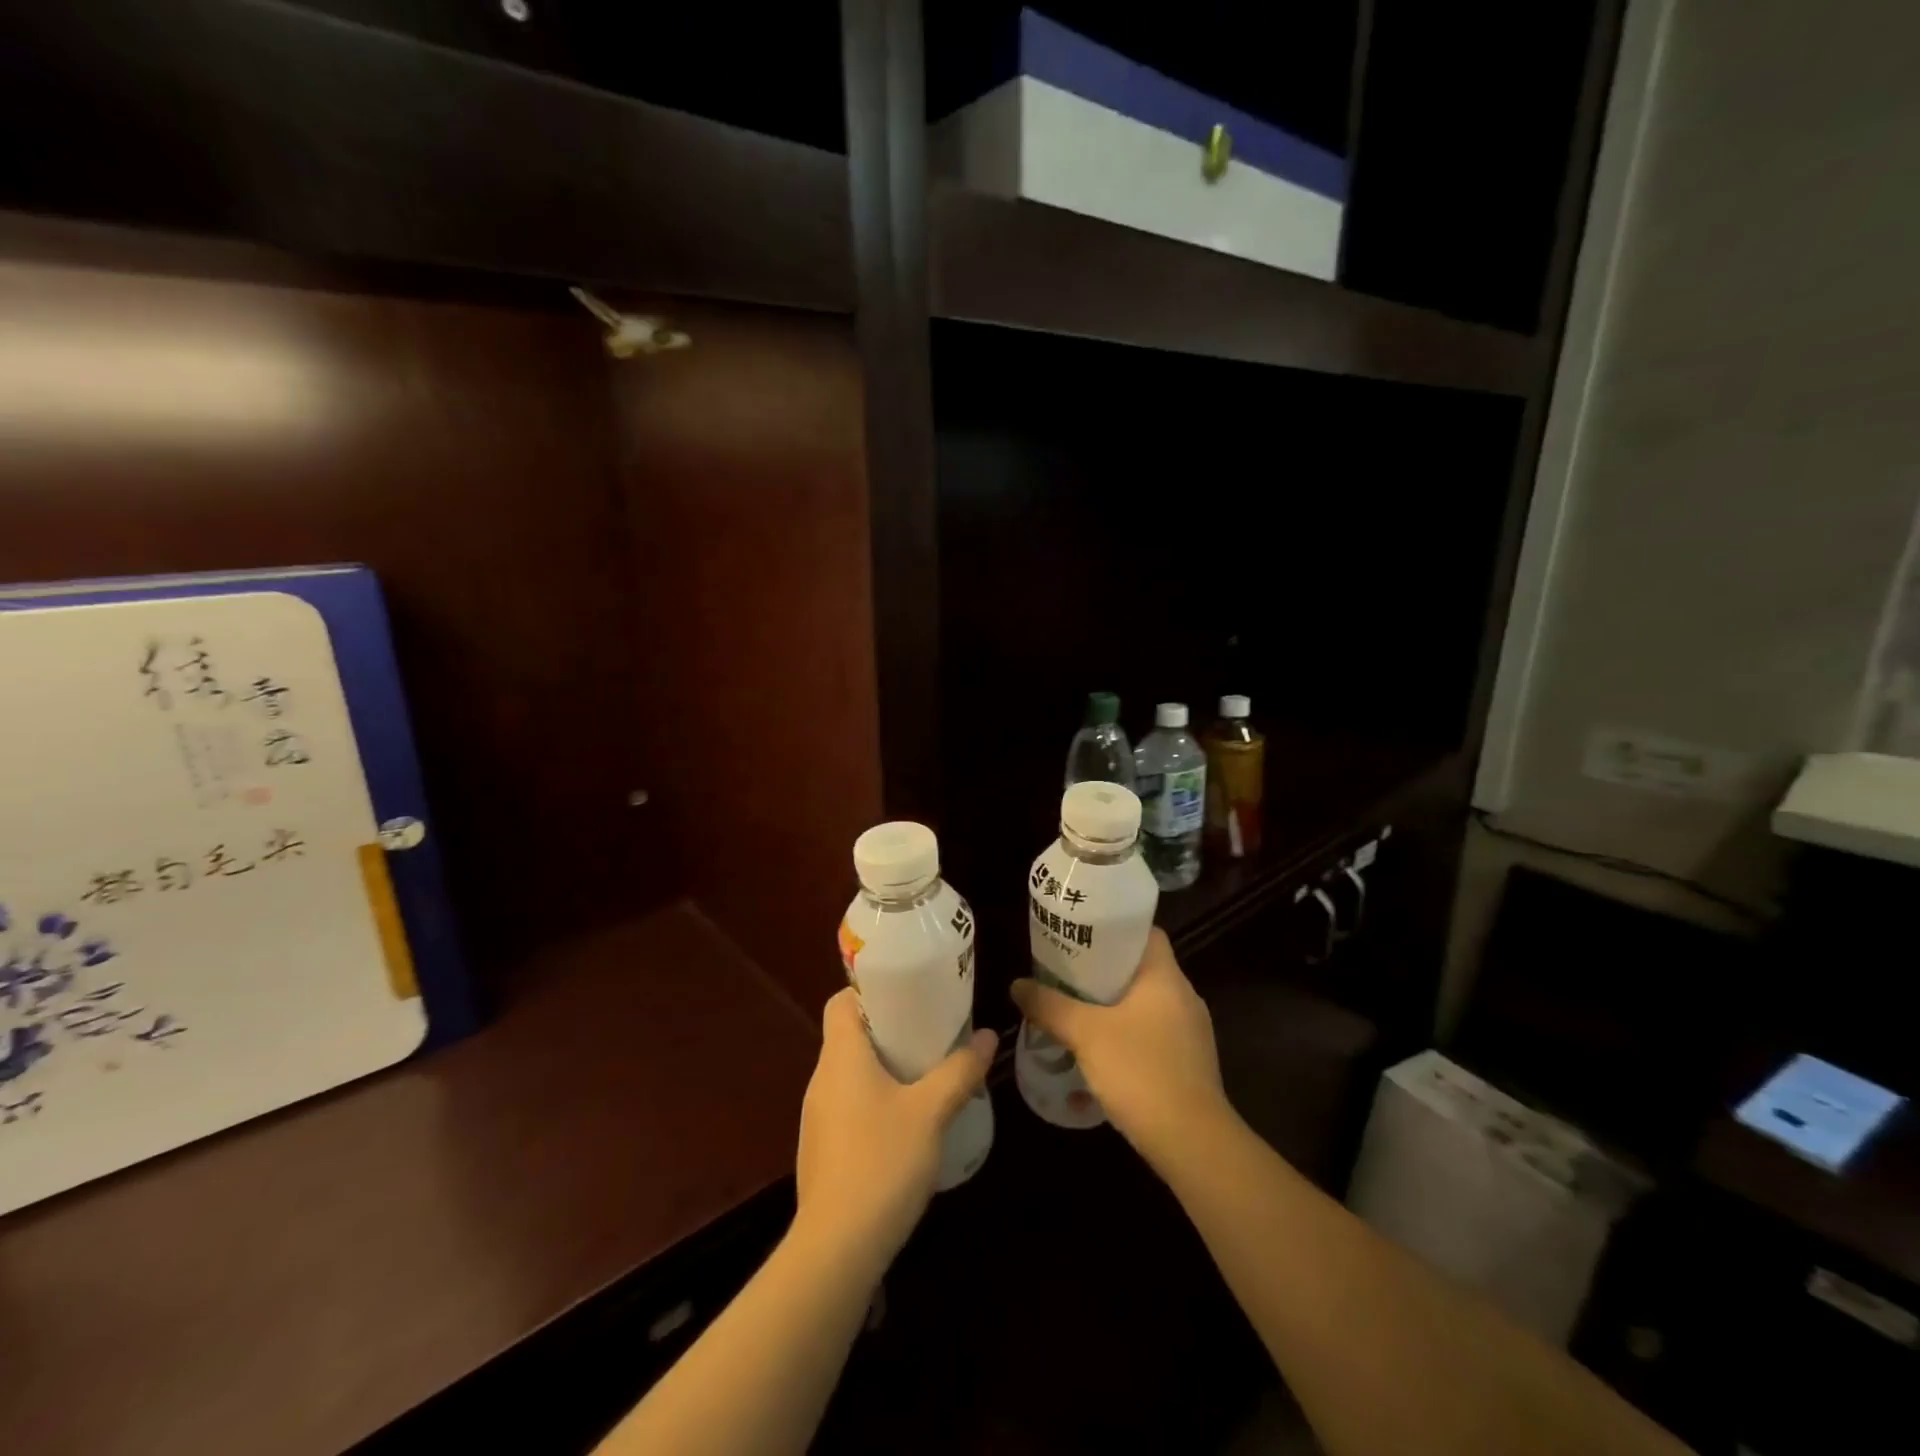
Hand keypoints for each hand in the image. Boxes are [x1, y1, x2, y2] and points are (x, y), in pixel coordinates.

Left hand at [793, 989, 995, 1274]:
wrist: (836, 1249)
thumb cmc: (882, 1162)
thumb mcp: (931, 1112)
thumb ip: (960, 1071)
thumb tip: (988, 1037)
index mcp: (841, 1056)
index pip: (841, 1001)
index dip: (870, 991)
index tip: (908, 997)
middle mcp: (822, 1079)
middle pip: (850, 1036)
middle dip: (890, 1030)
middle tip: (931, 1034)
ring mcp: (818, 1117)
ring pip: (851, 1074)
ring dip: (884, 1068)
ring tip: (925, 1075)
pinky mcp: (822, 1150)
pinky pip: (849, 1106)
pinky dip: (875, 1101)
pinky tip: (906, 1125)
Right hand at [1010, 928, 1226, 1175]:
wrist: (1192, 1142)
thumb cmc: (1140, 1070)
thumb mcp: (1085, 1033)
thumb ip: (1049, 1005)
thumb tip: (1017, 985)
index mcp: (1166, 976)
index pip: (1145, 932)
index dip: (1114, 928)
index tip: (1081, 933)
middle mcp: (1184, 996)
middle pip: (1140, 968)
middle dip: (1103, 968)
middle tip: (1065, 970)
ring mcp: (1191, 1032)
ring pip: (1146, 1003)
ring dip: (1113, 1004)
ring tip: (1075, 1007)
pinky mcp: (1189, 1063)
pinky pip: (1153, 1032)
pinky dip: (1127, 1032)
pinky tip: (1099, 1049)